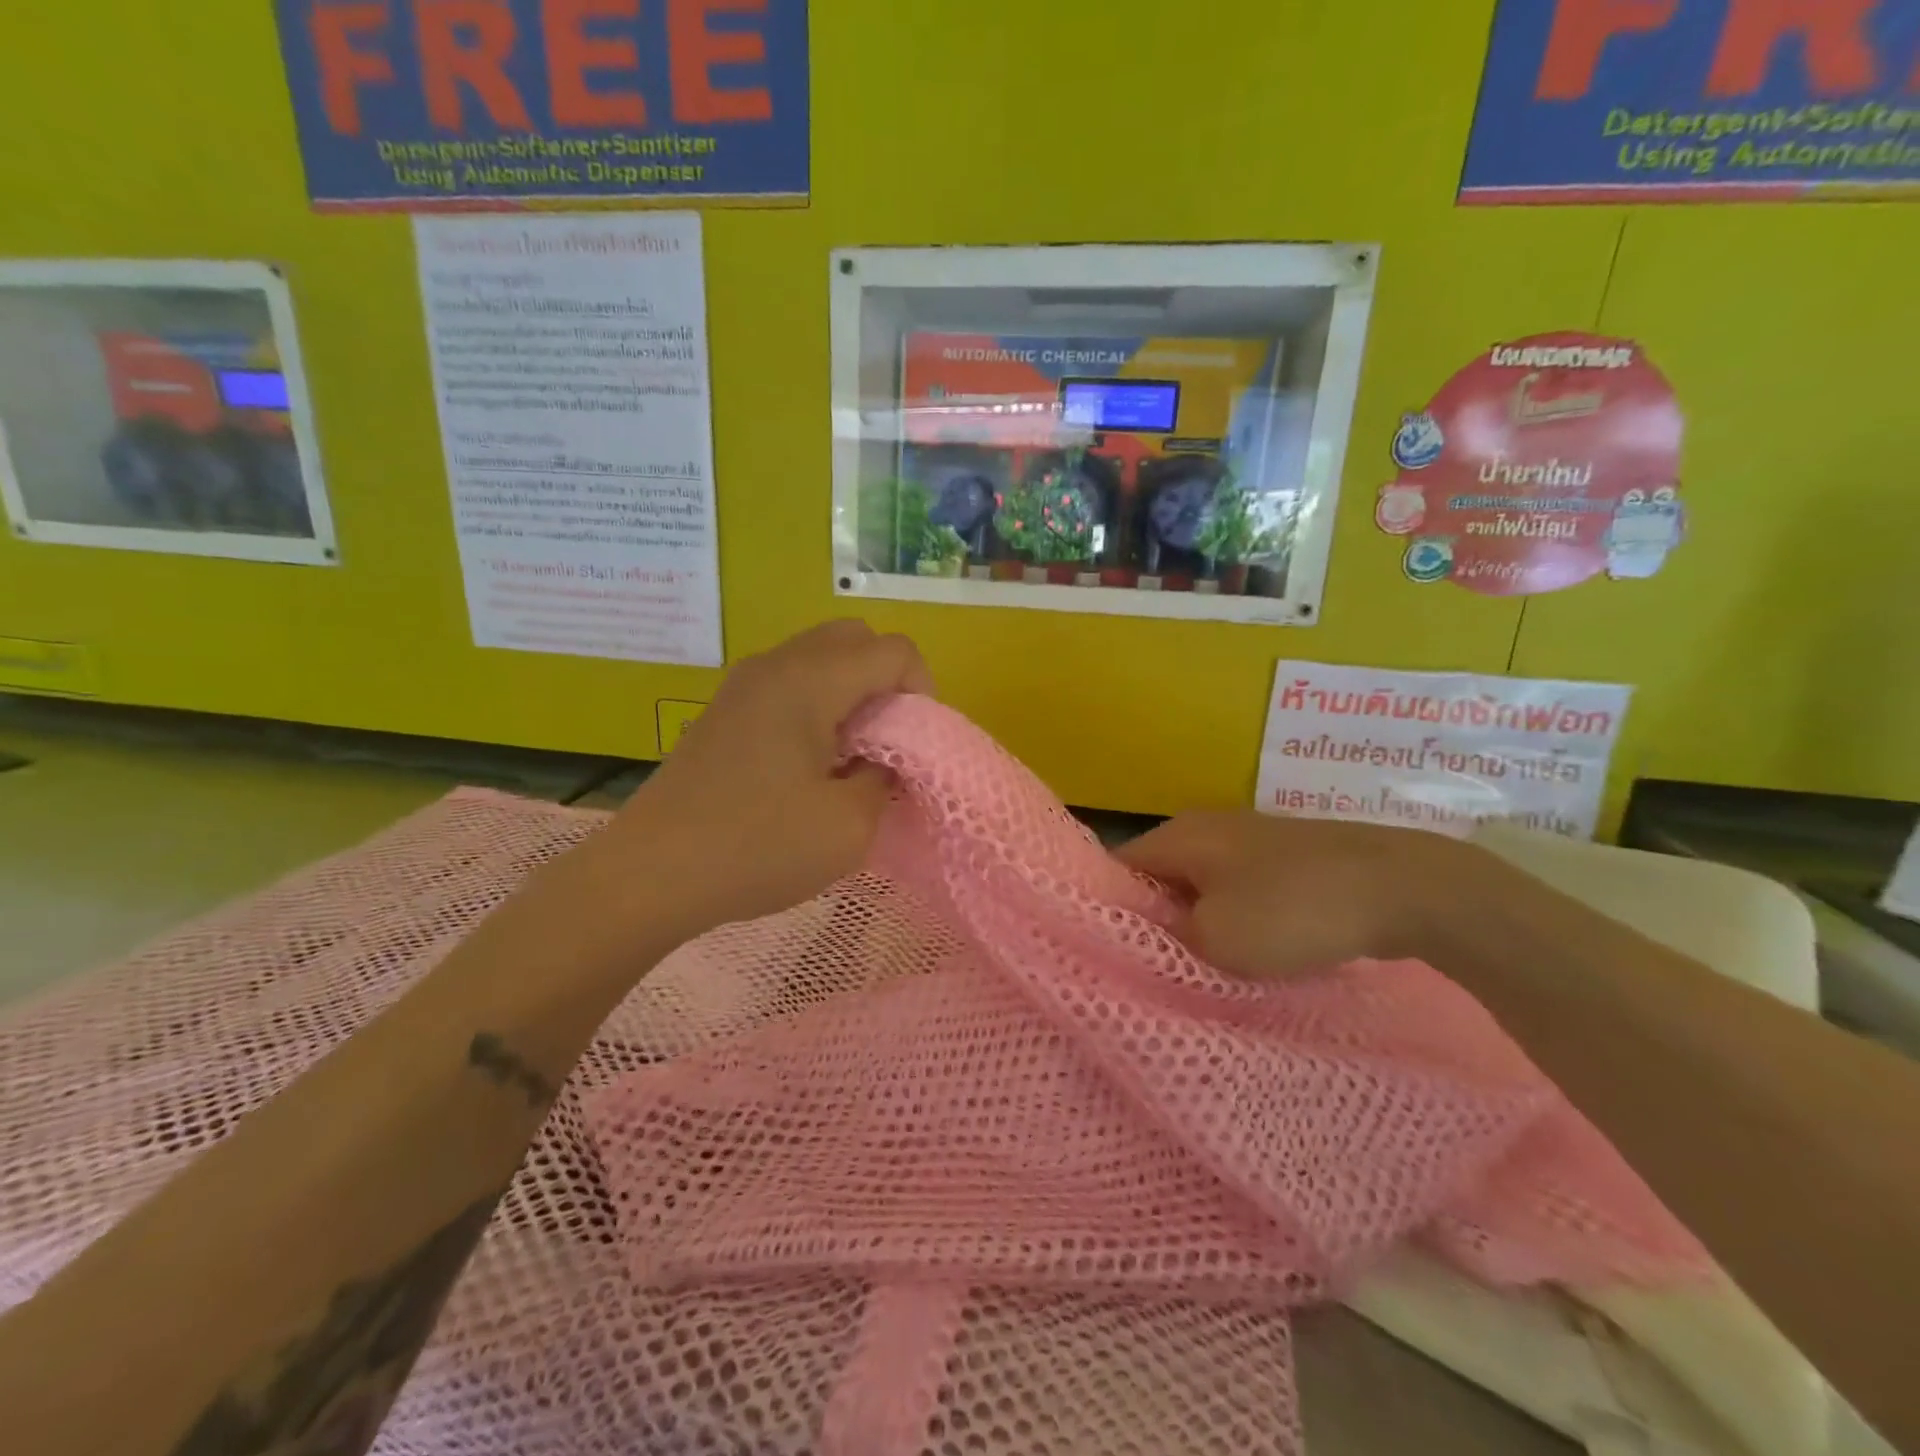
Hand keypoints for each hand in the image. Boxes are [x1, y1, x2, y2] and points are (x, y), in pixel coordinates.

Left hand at [600, 620, 933, 934]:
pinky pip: (789, 681)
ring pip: (820, 656)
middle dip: (887, 681)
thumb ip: (886, 778)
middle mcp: (776, 665)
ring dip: (851, 691)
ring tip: (850, 754)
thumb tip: (886, 759)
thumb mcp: (849, 826)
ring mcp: (744, 684)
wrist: (651, 874)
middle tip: (887, 740)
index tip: (913, 746)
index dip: (923, 691)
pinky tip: (809, 762)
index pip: (894, 649)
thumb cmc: (757, 847)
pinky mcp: (725, 710)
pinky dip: (818, 702)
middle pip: (855, 638)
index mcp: (810, 681)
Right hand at [1115, 811, 1497, 978]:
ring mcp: (1251, 837)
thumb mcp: (1215, 938)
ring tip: (1202, 964)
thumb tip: (1157, 932)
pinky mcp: (1288, 855)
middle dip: (1157, 919)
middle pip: (1161, 876)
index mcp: (1179, 835)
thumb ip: (1171, 936)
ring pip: (1204, 884)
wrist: (1400, 886)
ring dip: (1200, 921)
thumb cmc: (1291, 910)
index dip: (1112, 910)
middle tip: (1156, 967)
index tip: (1114, 953)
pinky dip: (1238, 916)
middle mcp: (1207, 826)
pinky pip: (1242, 887)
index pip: (1120, 868)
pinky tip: (1252, 949)